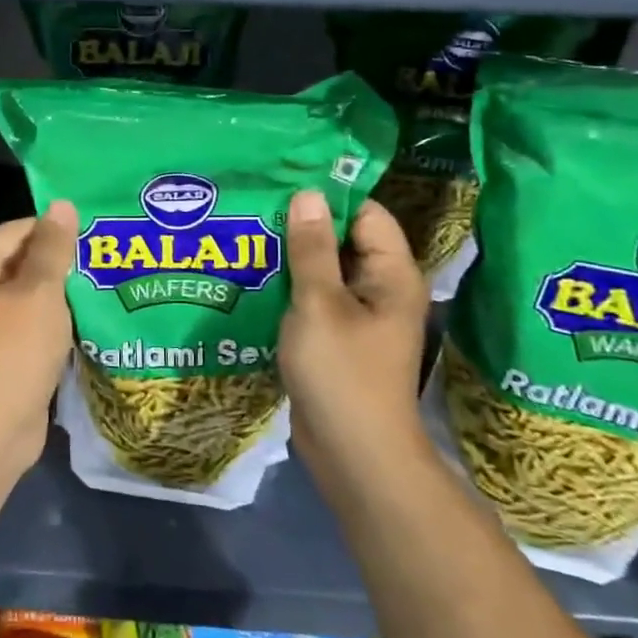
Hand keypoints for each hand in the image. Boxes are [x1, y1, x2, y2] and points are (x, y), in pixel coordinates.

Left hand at [0, 202, 79, 476]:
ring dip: (60, 292)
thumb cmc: (11, 354)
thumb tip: (62, 205)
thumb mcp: (38, 294)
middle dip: (60, 262)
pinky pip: (29, 323)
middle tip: (106, 257)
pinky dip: (53, 320)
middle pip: (19, 261)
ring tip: (104, 282)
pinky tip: (88, 316)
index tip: (97, 233)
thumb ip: (52, 248)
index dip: (55, 230)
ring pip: (27, 294)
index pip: (15, 231)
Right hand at [279, 191, 430, 469]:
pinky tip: (253, 278)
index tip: (282, 183)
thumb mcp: (320, 304)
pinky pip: (314, 299)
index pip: (365, 214)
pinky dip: (289, 287)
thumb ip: (312, 248)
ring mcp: (358, 315)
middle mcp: (380, 288)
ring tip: (246, 235)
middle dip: (301, 225)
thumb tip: (308, 193)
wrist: (353, 454)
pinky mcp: (337, 337)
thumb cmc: (341, 373)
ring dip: (290, 257)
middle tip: (254, 207)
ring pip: (323, 270)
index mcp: (391, 274)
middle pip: (342, 239)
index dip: (328, 197)